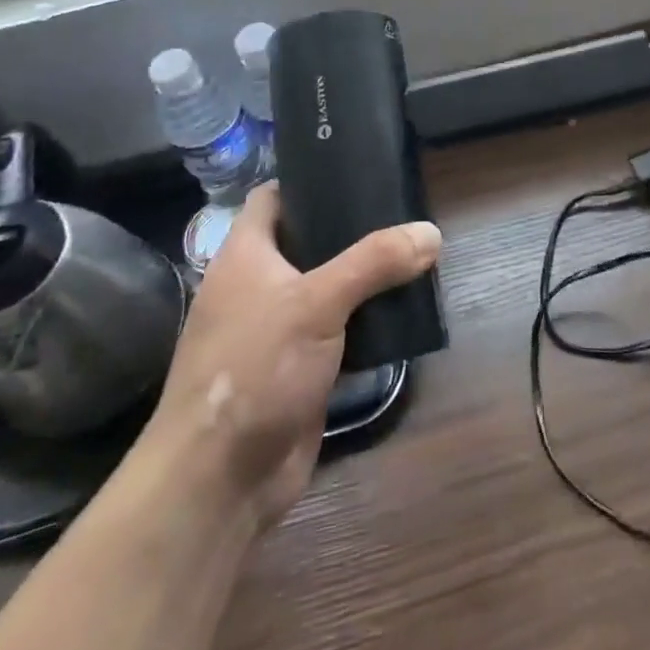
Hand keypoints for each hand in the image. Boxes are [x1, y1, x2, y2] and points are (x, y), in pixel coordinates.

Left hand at [137, 184, 441, 531]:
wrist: (219, 481)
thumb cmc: (254, 369)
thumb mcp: (316, 303)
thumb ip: (374, 262)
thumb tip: (431, 232)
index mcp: (246, 256)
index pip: (273, 197)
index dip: (307, 179)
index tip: (354, 168)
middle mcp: (258, 285)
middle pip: (308, 240)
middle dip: (351, 229)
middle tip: (401, 212)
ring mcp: (276, 329)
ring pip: (327, 287)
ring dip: (364, 277)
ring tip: (412, 254)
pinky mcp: (297, 368)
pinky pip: (337, 330)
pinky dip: (365, 321)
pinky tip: (403, 311)